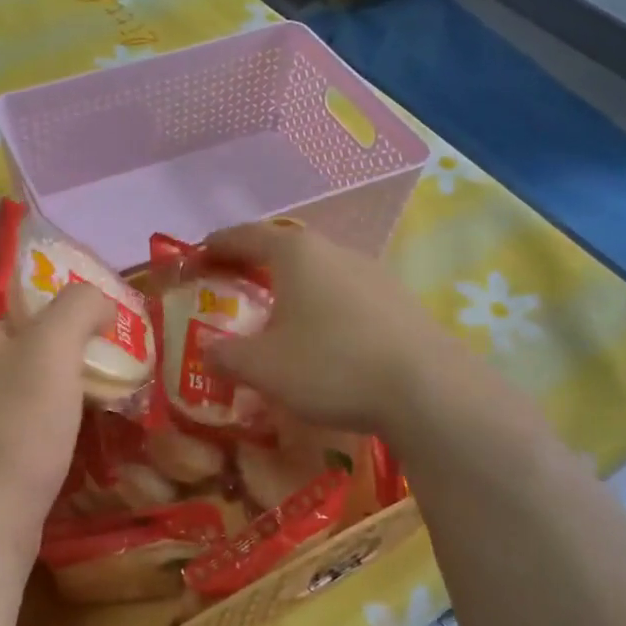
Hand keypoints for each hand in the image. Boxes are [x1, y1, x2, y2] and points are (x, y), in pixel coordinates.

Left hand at [0, 205, 111, 572]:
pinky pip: (14, 373)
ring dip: (37, 316)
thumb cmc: (10, 430)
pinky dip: (43, 357)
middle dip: (19, 269)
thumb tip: (98, 298)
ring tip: (82, 312)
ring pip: (2, 335)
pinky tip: (77, 370)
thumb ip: (78, 307)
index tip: (14, 205)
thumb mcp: (52, 353)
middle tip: (67, 262)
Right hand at [202, 221, 478, 437]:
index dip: (217, 245)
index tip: (197, 256)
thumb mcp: (263, 367)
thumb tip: (207, 350)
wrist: (428, 389)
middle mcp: (335, 251)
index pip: (245, 236)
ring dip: (292, 287)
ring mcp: (373, 273)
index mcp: (296, 254)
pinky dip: (323, 305)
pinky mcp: (399, 300)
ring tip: (277, 314)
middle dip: (254, 264)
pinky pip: (347, 294)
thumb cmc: (331, 366)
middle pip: (284, 248)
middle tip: (232, 286)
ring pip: (319, 271)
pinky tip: (325, 338)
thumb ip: (225, 355)